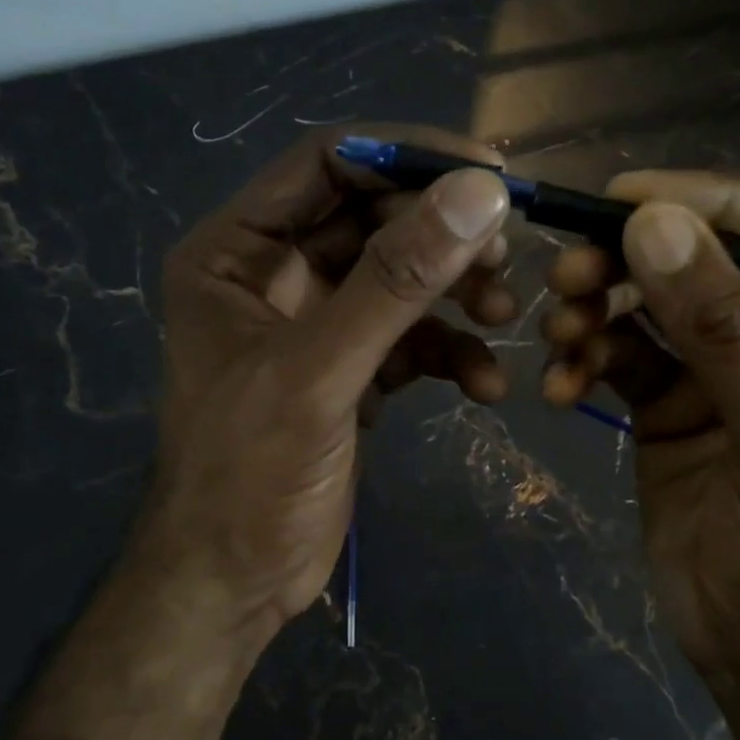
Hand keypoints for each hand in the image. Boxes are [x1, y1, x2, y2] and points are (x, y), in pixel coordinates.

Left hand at [128, 127, 514, 654]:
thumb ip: (395, 281)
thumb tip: (480, 193)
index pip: (328, 164)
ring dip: (456, 293)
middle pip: (374, 217)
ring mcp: (315, 323)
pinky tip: (485, 386)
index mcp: (236, 251)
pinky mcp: (349, 369)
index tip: (490, 173)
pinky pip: (410, 337)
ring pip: (400, 278)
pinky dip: (451, 352)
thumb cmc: (248, 474)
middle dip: (442, 235)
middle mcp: (273, 273)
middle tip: (505, 259)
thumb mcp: (319, 371)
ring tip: (505, 316)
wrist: (234, 582)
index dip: (407, 157)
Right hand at [540, 172, 739, 687]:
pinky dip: (585, 360)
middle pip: (710, 256)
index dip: (715, 198)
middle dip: (635, 259)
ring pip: (653, 302)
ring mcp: (727, 367)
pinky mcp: (672, 400)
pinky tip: (561, 390)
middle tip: (567, 271)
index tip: (627, 197)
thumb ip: (723, 333)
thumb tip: (653, 225)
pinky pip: (621, 355)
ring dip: (598, 309)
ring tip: (557, 334)